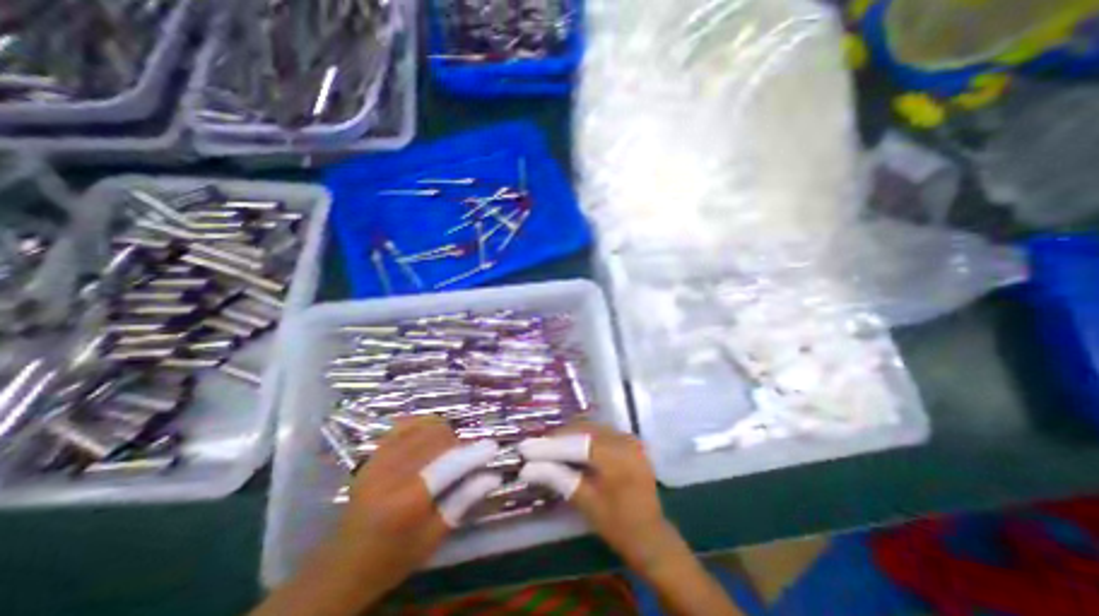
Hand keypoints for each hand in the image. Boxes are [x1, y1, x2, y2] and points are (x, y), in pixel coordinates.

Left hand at [250, 413, 501, 615]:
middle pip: (438, 438)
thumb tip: (492, 475)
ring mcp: (380, 459)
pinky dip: (424, 425)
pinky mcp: (374, 454)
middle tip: (465, 460)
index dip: (474, 453)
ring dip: (443, 433)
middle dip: (458, 444)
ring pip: (424, 426)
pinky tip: (429, 437)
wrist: (342, 565)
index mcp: (406, 500)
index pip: (449, 465)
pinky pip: (406, 424)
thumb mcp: (433, 537)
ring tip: (447, 451)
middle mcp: (392, 472)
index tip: (493, 447)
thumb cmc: (393, 557)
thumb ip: (463, 500)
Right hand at [518, 422, 742, 614]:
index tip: (526, 448)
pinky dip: (583, 437)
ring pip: (591, 428)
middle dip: (557, 438)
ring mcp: (628, 438)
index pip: (576, 443)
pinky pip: (601, 432)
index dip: (549, 445)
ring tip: (549, 447)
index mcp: (616, 456)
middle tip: (536, 448)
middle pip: (583, 429)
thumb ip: (558, 478)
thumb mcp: (585, 503)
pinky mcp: (629, 441)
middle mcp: (623, 439)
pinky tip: (570, 447)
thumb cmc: (618, 525)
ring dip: (569, 435)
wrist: (652, 536)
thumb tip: (527, 467)